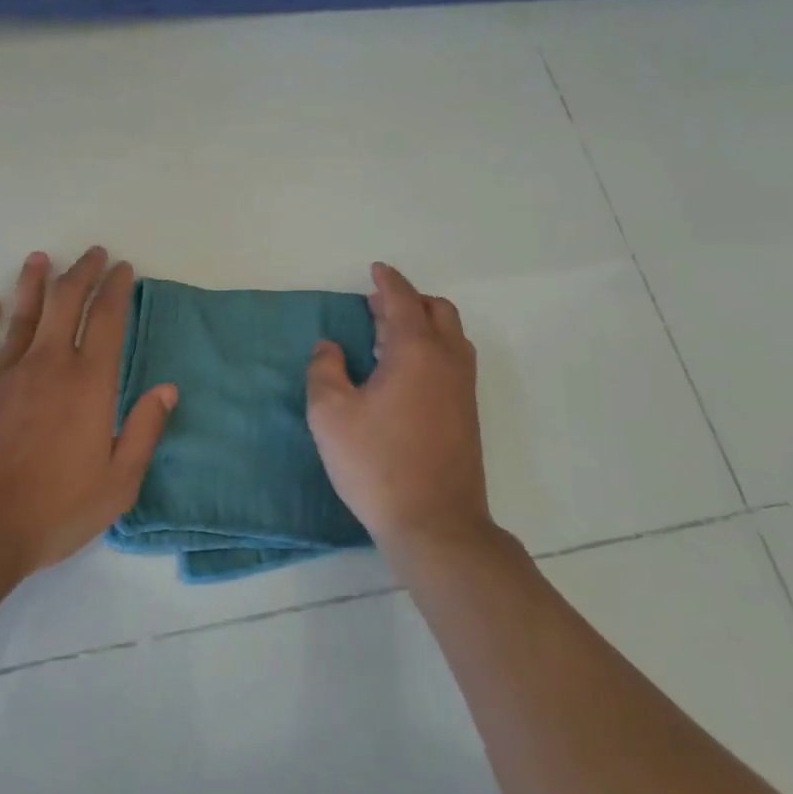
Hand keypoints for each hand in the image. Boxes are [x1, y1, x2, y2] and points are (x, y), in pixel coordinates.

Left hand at [0, 247, 177, 579]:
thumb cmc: (51, 511)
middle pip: (66, 301)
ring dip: (34, 281)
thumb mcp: (117, 484)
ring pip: (22, 312)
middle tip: (93, 254)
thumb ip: (144, 431)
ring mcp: (3, 371)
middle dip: (82, 272)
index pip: (107, 319)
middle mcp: (48, 363)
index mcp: (88, 383)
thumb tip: (167, 389)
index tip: (123, 269)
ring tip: (41, 259)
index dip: (117, 288)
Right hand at [306, 262, 491, 559]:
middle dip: (408, 300)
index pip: (403, 301)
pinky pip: (454, 360)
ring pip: (452, 335)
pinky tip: (405, 373)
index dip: (388, 281)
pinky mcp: (467, 414)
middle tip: (376, 307)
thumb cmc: (377, 464)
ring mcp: (463, 389)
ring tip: (389, 338)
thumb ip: (324, 371)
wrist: (435, 524)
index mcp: (416, 351)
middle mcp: (448, 361)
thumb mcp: (330, 415)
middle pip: (438, 310)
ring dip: (424, 324)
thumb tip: (330, 348)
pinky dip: (433, 348)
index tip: (375, 269)